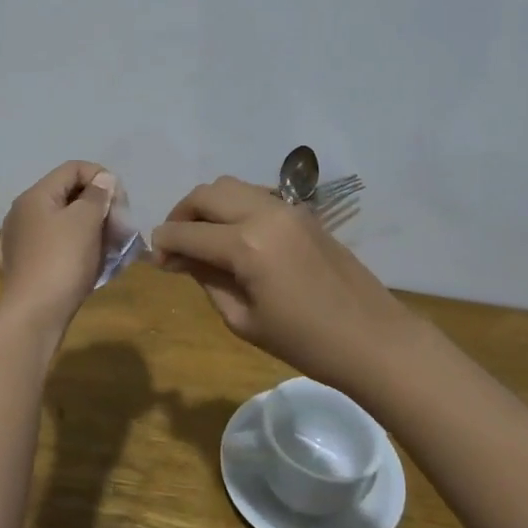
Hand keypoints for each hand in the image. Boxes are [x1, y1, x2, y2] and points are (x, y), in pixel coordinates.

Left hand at [0, 161, 116, 330]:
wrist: (34, 315)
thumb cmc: (63, 261)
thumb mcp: (86, 220)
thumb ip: (97, 195)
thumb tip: (102, 180)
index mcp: (35, 196)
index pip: (73, 168)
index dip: (101, 177)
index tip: (120, 202)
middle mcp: (21, 212)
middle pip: (65, 195)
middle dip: (96, 205)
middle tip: (117, 226)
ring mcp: (16, 241)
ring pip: (57, 222)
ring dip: (84, 228)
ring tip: (104, 246)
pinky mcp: (18, 266)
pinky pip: (47, 247)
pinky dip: (65, 248)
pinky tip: (74, 260)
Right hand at [149, 176, 415, 390]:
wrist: (372, 338)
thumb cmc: (304, 342)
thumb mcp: (244, 320)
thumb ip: (207, 280)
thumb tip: (181, 259)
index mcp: (246, 245)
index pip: (187, 233)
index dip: (163, 244)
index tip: (155, 260)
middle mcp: (263, 213)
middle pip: (205, 194)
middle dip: (181, 215)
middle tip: (175, 245)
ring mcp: (286, 208)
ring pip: (230, 186)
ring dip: (207, 205)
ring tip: (202, 238)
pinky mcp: (302, 212)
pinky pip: (256, 194)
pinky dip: (234, 206)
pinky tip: (235, 236)